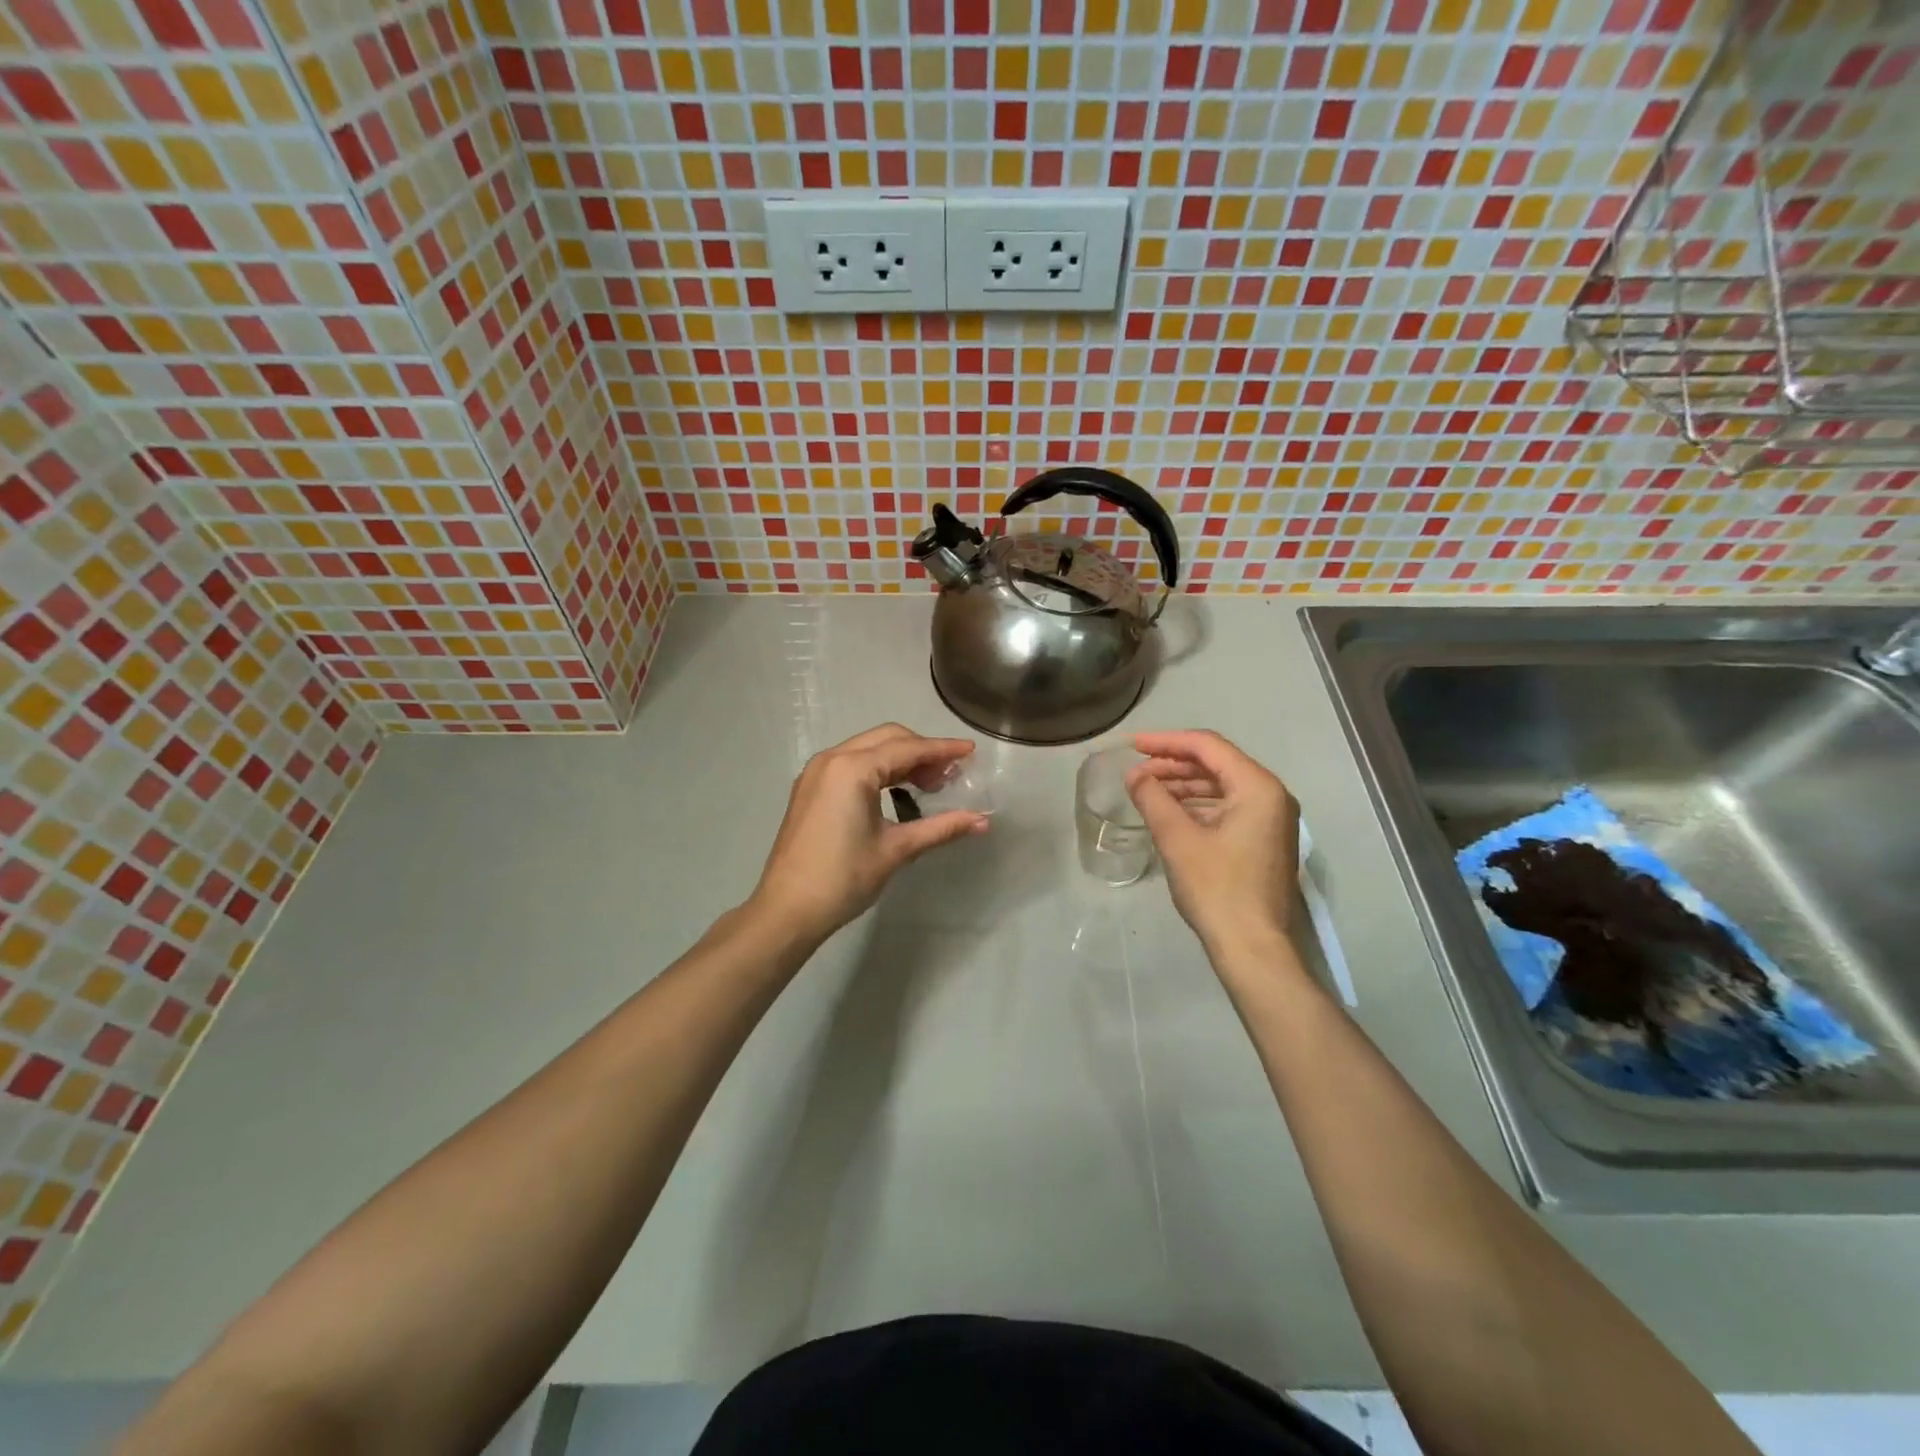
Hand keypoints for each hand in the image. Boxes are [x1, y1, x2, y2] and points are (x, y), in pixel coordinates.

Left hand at [749, 724, 988, 941]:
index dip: (943, 750)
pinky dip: (879, 769)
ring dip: (901, 759)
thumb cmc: (844, 878)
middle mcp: (832, 759)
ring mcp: (817, 772)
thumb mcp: (897, 850)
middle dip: (922, 751)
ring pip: (869, 749)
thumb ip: (941, 828)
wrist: (787, 909)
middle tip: (951, 776)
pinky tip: (897, 791)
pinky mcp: (810, 788)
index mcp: (852, 769)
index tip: (971, 751)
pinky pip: (852, 763)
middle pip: (888, 738)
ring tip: (930, 785)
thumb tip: (982, 821)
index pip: (908, 748)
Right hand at [1127, 730, 1299, 955]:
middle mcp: (1271, 795)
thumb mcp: (1177, 839)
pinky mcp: (1264, 840)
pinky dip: (1198, 805)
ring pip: (1222, 786)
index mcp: (1257, 787)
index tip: (1132, 746)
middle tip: (1136, 772)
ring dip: (1183, 785)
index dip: (1166, 742)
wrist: (1253, 948)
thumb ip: (1153, 799)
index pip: (1208, 746)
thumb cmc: (1217, 889)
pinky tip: (1170, 813)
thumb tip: (1134, 775)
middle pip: (1217, 763)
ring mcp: (1271, 819)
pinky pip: (1228, 807)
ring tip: (1147, 791)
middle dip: (1174, 764)